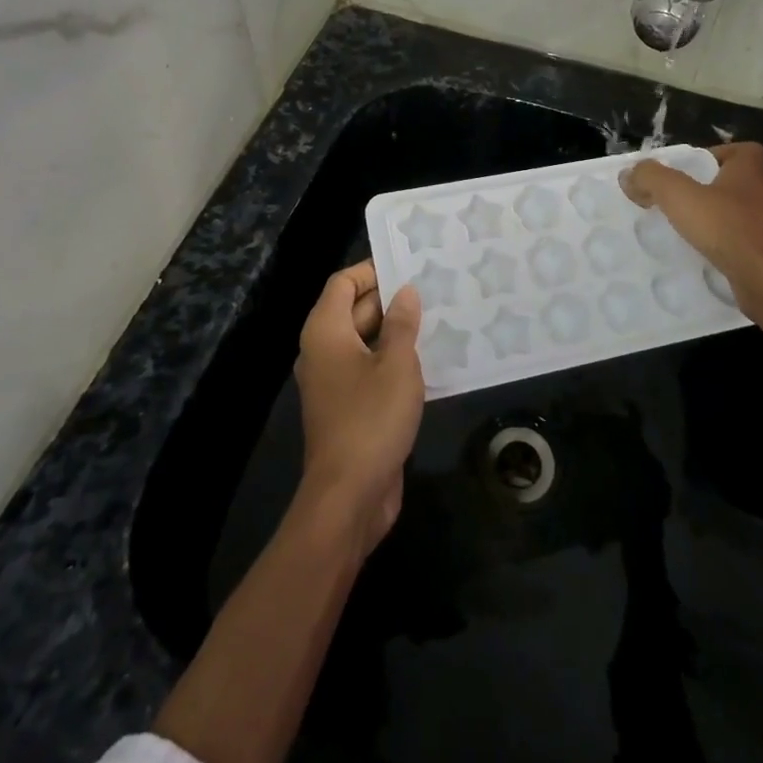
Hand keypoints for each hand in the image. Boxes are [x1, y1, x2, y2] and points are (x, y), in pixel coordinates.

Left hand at [293, 261, 423, 556]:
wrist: (349, 496)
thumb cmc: (371, 419)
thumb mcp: (397, 364)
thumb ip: (402, 323)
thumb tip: (406, 292)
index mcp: (326, 331)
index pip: (343, 283)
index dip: (373, 270)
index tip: (409, 266)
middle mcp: (323, 350)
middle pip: (354, 310)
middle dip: (391, 299)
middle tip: (434, 288)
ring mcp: (334, 381)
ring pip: (366, 341)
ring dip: (397, 331)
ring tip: (439, 317)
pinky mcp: (348, 407)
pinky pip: (370, 369)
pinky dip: (394, 360)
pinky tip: (430, 359)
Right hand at [621, 142, 762, 324]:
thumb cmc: (729, 231)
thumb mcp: (680, 198)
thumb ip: (652, 179)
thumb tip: (629, 173)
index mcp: (753, 173)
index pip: (744, 150)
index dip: (719, 155)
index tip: (693, 172)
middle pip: (743, 183)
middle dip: (716, 191)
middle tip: (686, 204)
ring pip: (750, 216)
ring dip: (726, 221)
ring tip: (696, 235)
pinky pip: (754, 245)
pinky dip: (736, 249)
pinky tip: (714, 261)